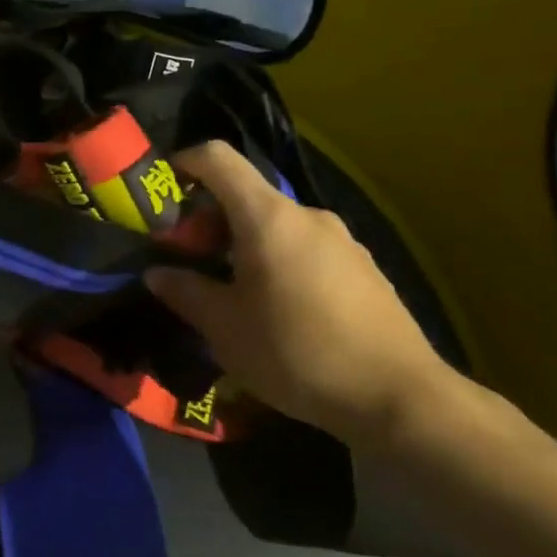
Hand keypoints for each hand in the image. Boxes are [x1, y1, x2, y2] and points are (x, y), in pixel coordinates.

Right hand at [144, 141, 450, 450]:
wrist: (399, 398)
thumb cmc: (296, 352)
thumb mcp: (224, 327)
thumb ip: (185, 292)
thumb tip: (157, 274)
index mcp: (267, 217)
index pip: (218, 158)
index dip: (183, 163)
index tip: (162, 193)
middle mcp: (308, 216)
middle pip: (246, 196)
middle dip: (209, 221)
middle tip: (189, 262)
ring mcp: (343, 241)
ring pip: (276, 227)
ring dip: (243, 246)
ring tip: (231, 292)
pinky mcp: (364, 269)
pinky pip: (306, 250)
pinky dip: (278, 263)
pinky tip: (278, 311)